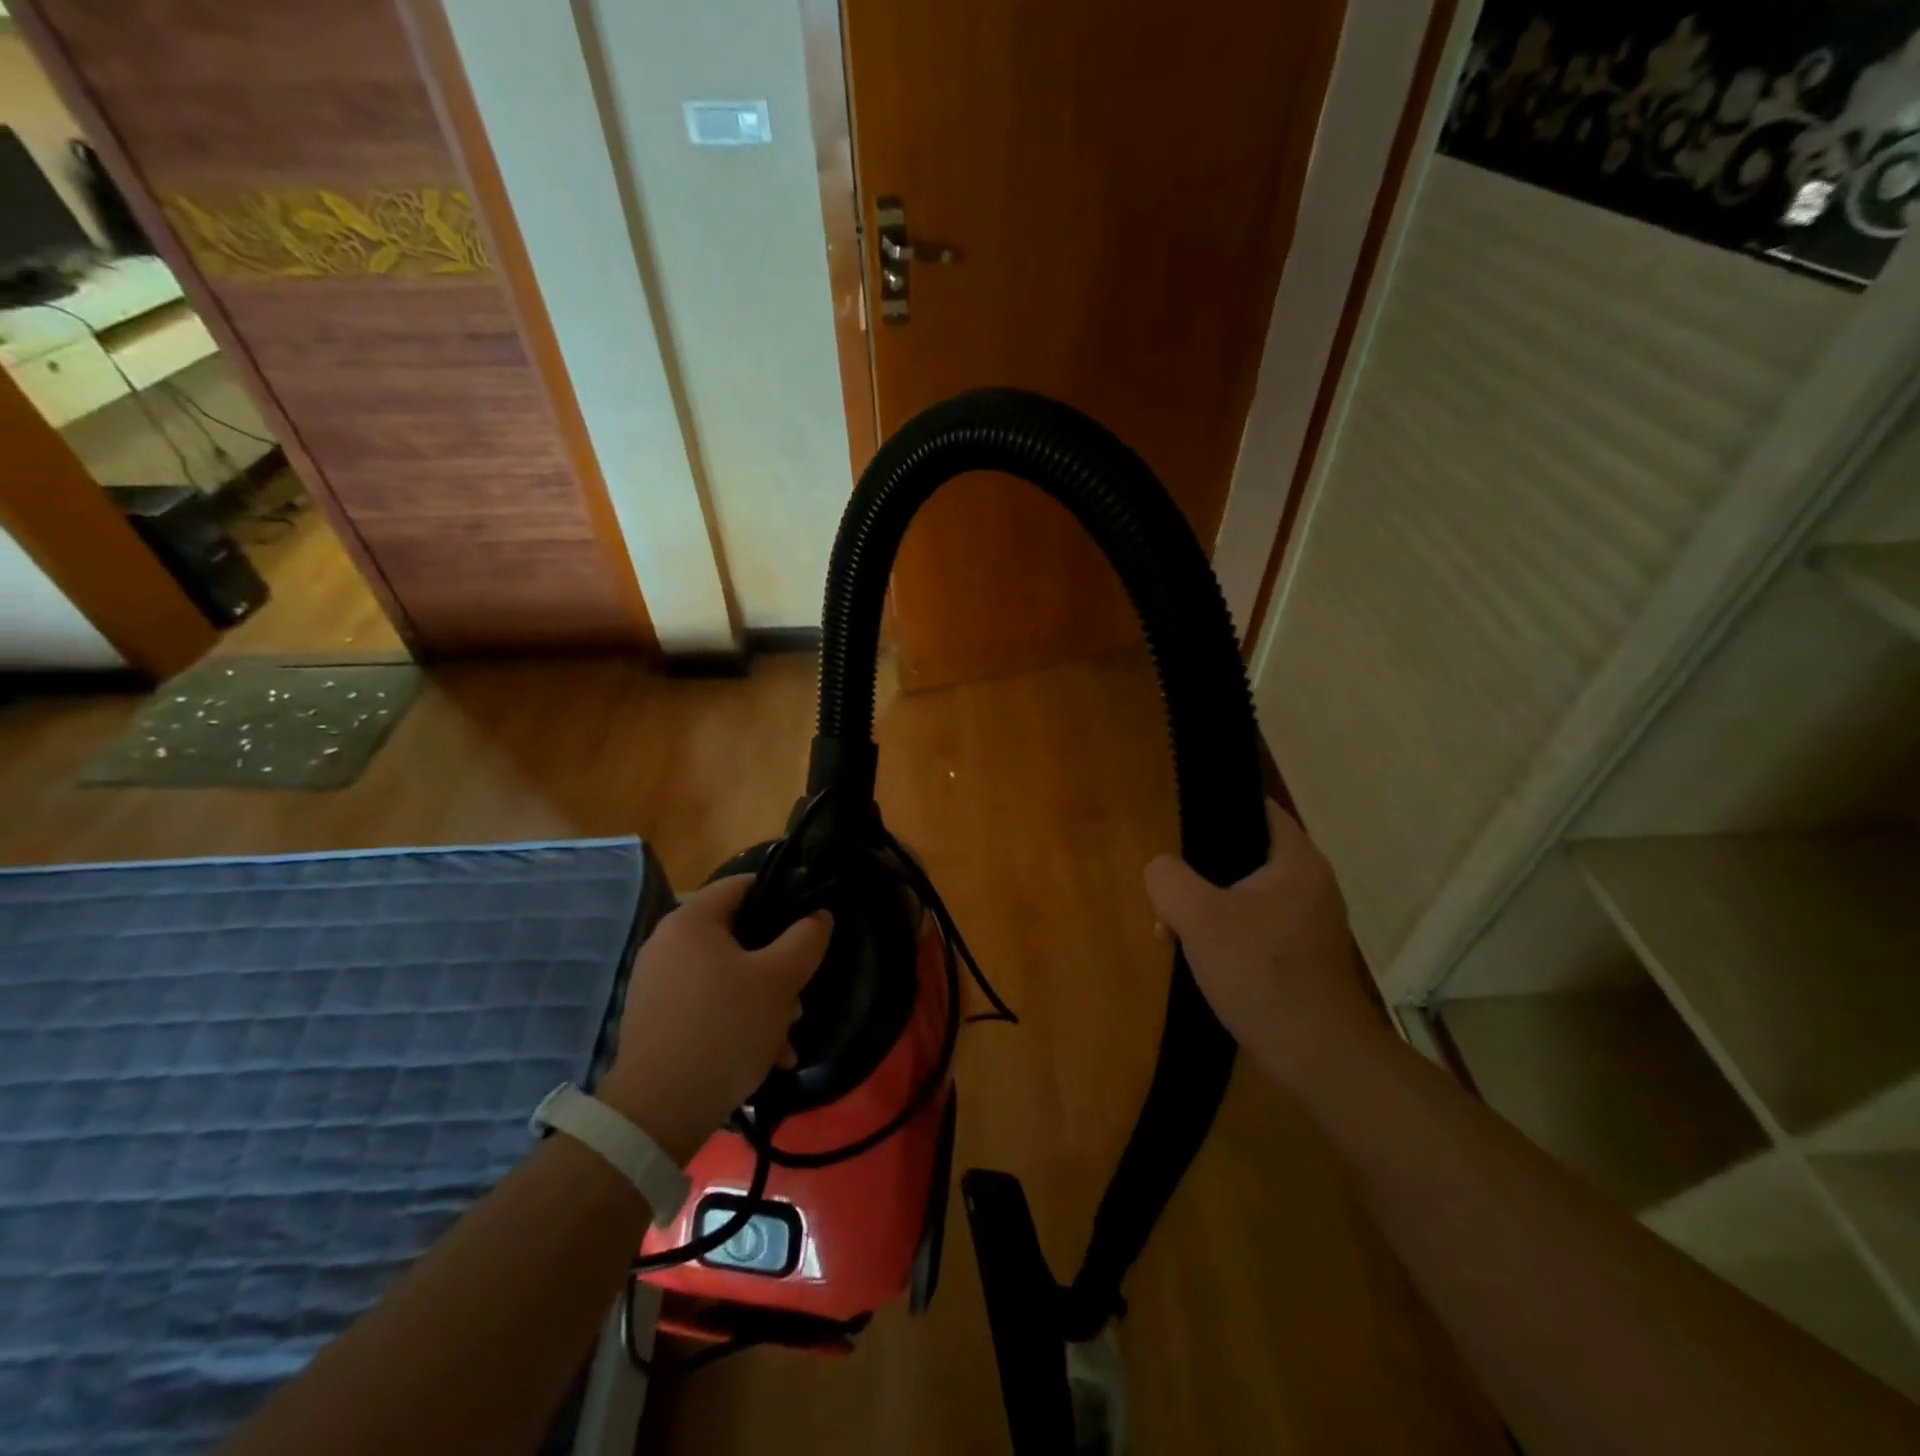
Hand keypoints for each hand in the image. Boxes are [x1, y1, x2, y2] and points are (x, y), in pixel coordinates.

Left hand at [598, 875, 831, 1164]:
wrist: (658, 1112)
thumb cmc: (723, 1028)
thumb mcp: (778, 980)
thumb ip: (806, 939)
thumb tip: (819, 915)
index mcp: (691, 921)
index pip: (743, 884)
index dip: (782, 894)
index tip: (810, 921)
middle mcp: (668, 944)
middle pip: (740, 937)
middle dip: (777, 968)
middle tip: (797, 998)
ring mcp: (660, 984)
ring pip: (729, 977)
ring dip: (764, 1002)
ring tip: (784, 1039)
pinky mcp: (658, 1020)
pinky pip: (710, 1006)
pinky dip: (738, 1022)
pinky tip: (764, 1056)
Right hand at [1143, 801, 1389, 1092]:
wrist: (1318, 1056)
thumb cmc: (1261, 974)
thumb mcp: (1199, 918)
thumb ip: (1168, 879)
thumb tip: (1161, 870)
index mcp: (1296, 860)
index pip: (1256, 808)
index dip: (1215, 810)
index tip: (1178, 829)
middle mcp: (1310, 882)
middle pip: (1243, 854)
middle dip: (1199, 872)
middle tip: (1169, 894)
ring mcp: (1309, 920)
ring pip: (1244, 894)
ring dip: (1207, 907)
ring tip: (1175, 932)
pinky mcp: (1303, 953)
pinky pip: (1255, 925)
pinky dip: (1226, 933)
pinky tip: (1201, 959)